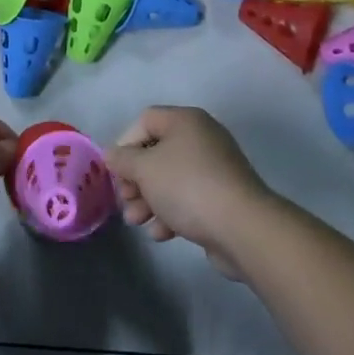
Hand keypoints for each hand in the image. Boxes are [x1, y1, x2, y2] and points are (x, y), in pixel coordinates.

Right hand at [106, 107, 272, 278]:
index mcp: (185, 120)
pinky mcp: (221, 197)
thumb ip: (123, 160)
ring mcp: (214, 168)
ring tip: (137, 222)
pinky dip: (171, 213)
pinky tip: (161, 234)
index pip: (145, 120)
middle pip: (157, 151)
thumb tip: (111, 154)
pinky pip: (188, 198)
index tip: (115, 171)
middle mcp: (201, 137)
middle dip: (136, 179)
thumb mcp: (146, 169)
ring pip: (170, 178)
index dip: (125, 143)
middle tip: (125, 201)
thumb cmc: (188, 187)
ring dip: (149, 200)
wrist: (242, 227)